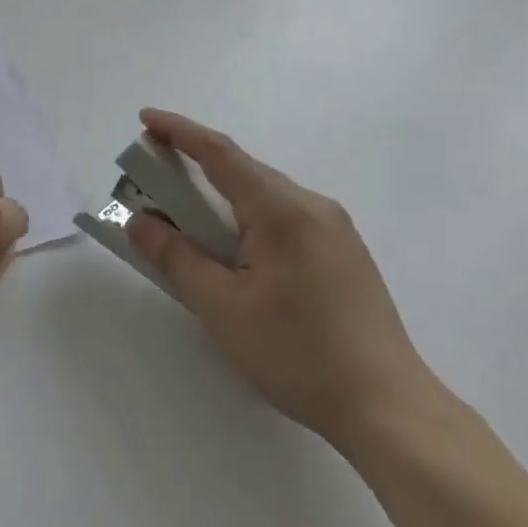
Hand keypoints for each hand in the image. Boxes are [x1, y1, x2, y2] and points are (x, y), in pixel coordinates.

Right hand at [124, 109, 440, 450]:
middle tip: (154, 176)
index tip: (145, 118)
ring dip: (223, 196)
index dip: (179, 132)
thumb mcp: (221, 308)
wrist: (388, 408)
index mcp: (281, 209)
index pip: (220, 154)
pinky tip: (238, 249)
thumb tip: (140, 222)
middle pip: (244, 171)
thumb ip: (175, 258)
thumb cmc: (297, 354)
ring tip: (189, 218)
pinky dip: (249, 217)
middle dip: (195, 165)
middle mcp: (312, 205)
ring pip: (266, 195)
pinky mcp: (345, 253)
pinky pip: (285, 217)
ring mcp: (335, 229)